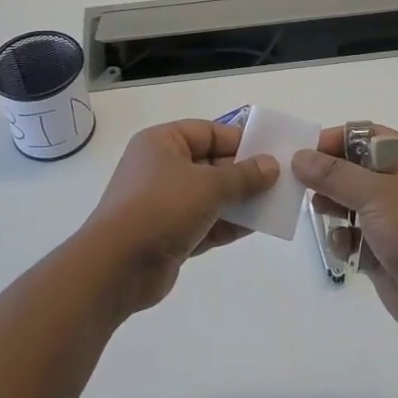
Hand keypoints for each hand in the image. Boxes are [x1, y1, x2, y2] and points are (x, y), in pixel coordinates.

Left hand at [78, 119, 277, 313]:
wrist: (118, 266)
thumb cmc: (161, 208)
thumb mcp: (209, 185)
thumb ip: (244, 175)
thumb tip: (271, 165)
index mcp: (162, 143)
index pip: (207, 132)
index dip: (238, 141)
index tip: (270, 153)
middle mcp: (160, 168)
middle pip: (210, 164)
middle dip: (243, 174)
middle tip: (279, 181)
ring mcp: (163, 204)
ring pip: (209, 196)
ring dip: (239, 201)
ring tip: (275, 205)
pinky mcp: (168, 235)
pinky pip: (205, 224)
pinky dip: (227, 225)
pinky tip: (257, 227)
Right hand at [293, 127, 397, 342]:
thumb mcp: (375, 195)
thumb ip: (334, 175)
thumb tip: (299, 156)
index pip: (365, 137)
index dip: (335, 140)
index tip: (305, 152)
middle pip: (352, 169)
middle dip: (327, 177)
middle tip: (302, 184)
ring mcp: (390, 218)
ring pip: (347, 202)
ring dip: (331, 207)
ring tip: (321, 212)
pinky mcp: (380, 248)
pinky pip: (351, 234)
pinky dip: (343, 239)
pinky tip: (344, 247)